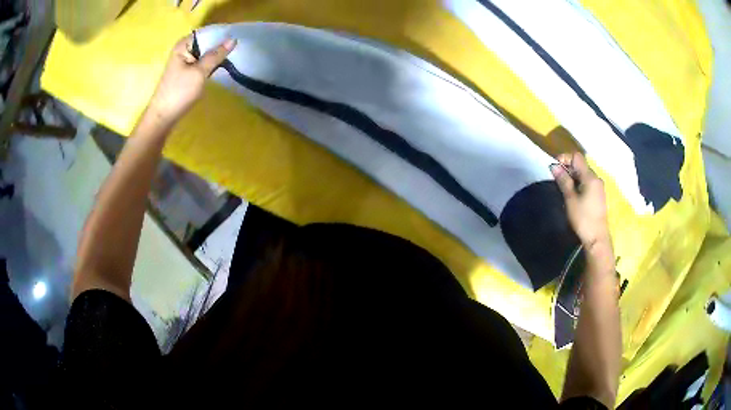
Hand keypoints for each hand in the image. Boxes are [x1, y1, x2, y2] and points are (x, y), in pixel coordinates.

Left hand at [147, 34, 236, 125]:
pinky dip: (211, 64)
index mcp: (183, 45)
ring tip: (233, 57)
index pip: (207, 32)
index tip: (237, 38)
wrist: (163, 117)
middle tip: (238, 49)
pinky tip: (220, 67)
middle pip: (206, 42)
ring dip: (216, 55)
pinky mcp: (186, 72)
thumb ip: (216, 55)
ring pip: (205, 53)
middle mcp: (183, 49)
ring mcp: (184, 61)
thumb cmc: (179, 93)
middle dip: (220, 45)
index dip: (222, 34)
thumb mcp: (200, 72)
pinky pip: (202, 62)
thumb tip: (233, 39)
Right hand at [550, 152, 610, 253]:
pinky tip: (573, 193)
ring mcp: (599, 187)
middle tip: (557, 178)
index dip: (565, 158)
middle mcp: (596, 178)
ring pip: (584, 174)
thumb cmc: (583, 218)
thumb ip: (563, 181)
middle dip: (568, 167)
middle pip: (581, 164)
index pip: (577, 157)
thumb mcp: (570, 199)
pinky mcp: (599, 195)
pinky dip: (579, 183)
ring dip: (573, 176)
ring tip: (563, 186)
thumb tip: (554, 166)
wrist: (597, 238)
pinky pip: (587, 182)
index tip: (555, 167)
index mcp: (590, 177)